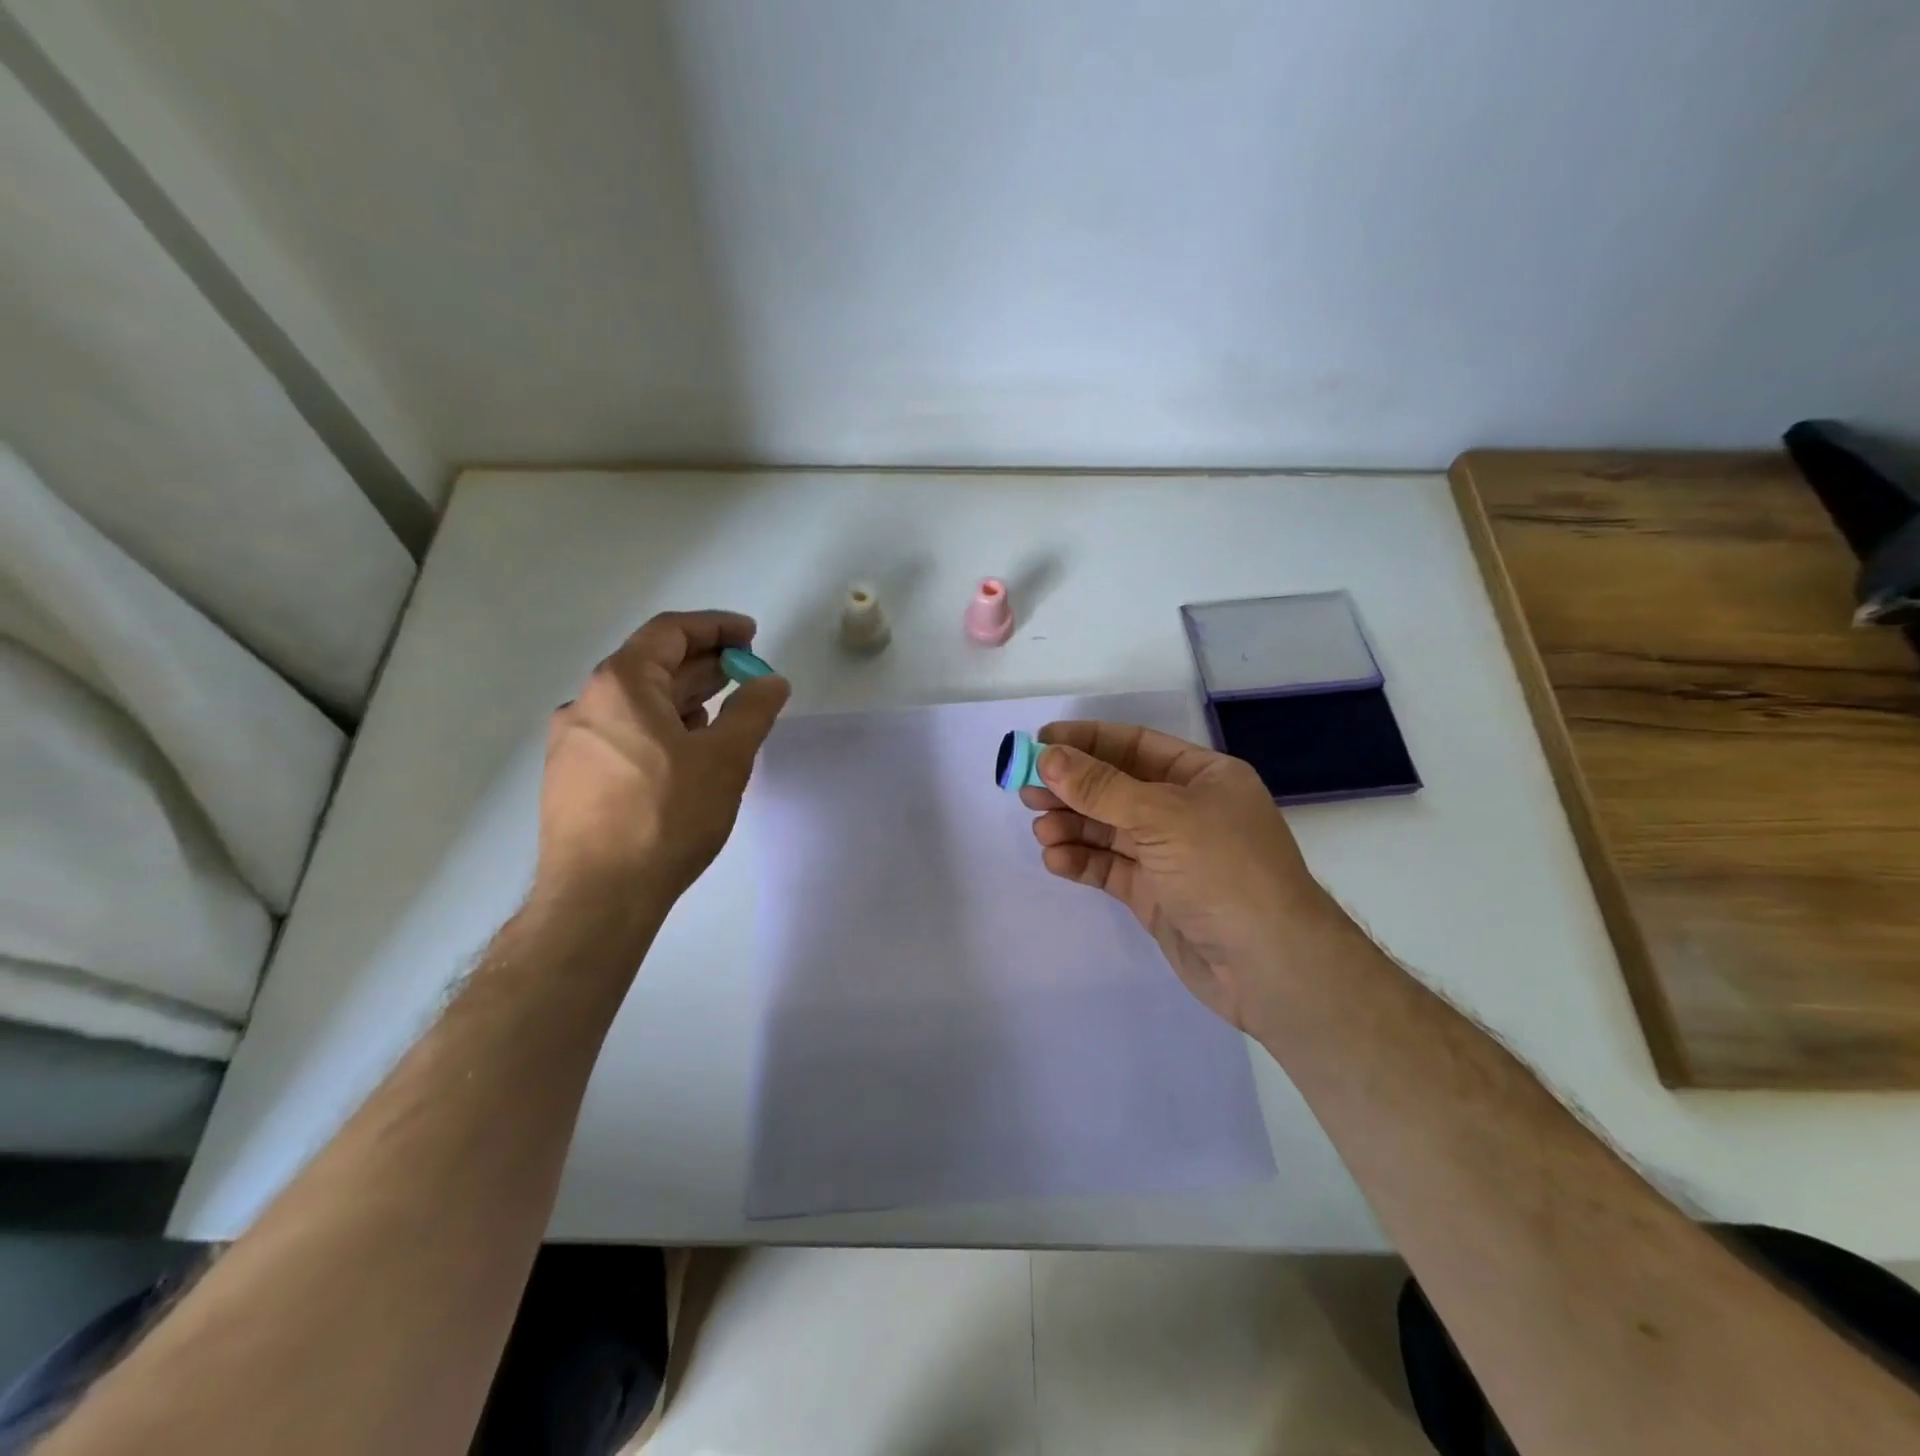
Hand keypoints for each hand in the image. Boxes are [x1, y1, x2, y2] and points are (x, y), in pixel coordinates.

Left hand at [538, 611, 788, 908]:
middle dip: (705, 665)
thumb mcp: (725, 759)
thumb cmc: (666, 816)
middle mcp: (586, 703)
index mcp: (619, 685)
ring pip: (637, 703)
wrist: (598, 896)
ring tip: (724, 711)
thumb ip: (753, 711)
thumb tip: (771, 681)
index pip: (669, 632)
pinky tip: (686, 752)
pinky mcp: (572, 777)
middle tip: (747, 674)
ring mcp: (573, 742)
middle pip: (652, 665)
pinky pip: (623, 733)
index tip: (752, 636)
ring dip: (683, 698)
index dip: (716, 627)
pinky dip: (660, 727)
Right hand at [1022, 721, 1352, 1032]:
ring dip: (1073, 825)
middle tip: (1027, 790)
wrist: (1269, 967)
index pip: (1135, 746)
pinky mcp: (1155, 893)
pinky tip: (1056, 859)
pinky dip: (1082, 860)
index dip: (1087, 741)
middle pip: (1116, 788)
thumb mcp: (1163, 817)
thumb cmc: (1225, 871)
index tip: (1040, 742)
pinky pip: (1110, 867)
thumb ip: (1101, 788)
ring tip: (1041, 829)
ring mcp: (1169, 854)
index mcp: (1202, 777)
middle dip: (1072, 787)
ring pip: (1108, 829)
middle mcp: (1186, 810)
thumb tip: (1047, 756)